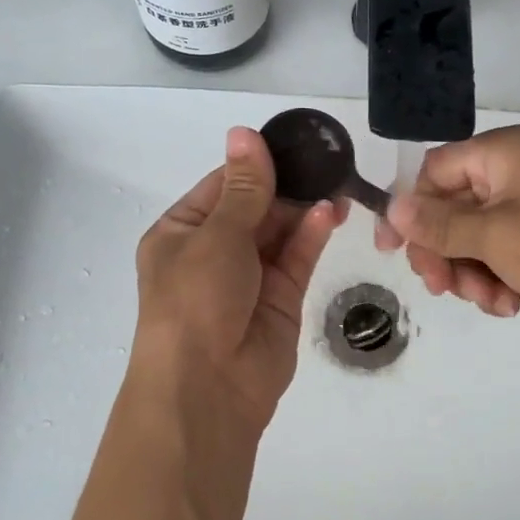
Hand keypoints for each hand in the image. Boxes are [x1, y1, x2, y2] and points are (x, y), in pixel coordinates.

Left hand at [133, 126, 340, 431]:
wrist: (208, 387)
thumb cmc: (196, 300)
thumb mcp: (216, 236)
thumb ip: (245, 188)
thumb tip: (245, 133)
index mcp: (182, 233)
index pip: (222, 187)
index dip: (254, 165)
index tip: (291, 141)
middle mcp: (213, 252)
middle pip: (255, 207)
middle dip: (286, 185)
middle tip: (325, 160)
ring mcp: (249, 276)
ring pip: (280, 231)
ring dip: (304, 208)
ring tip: (336, 182)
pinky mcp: (281, 299)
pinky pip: (297, 258)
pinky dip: (312, 235)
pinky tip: (330, 212)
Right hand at [374, 125, 519, 349]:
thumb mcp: (494, 235)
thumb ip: (439, 223)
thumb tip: (392, 207)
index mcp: (503, 154)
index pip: (434, 171)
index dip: (409, 208)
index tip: (391, 251)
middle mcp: (517, 174)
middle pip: (452, 208)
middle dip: (442, 251)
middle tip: (440, 287)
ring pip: (475, 238)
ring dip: (470, 272)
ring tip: (488, 301)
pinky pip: (503, 256)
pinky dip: (497, 280)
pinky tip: (509, 305)